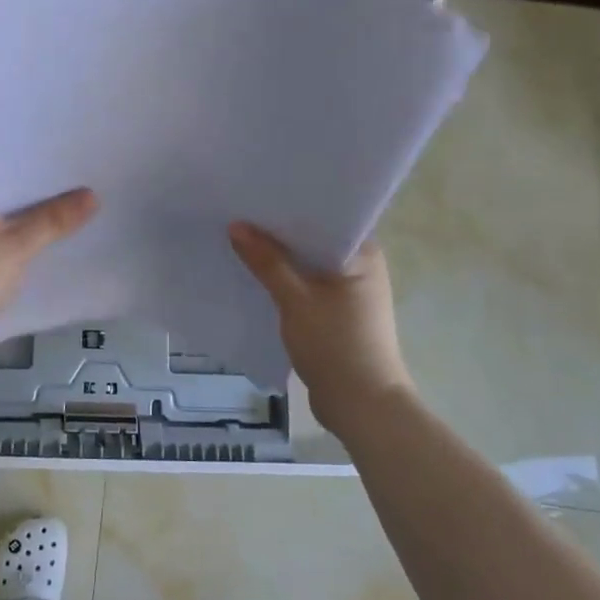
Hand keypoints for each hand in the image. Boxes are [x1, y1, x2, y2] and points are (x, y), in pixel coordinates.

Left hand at [0, 174, 98, 357]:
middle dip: (47, 199)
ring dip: (37, 224)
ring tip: (81, 216)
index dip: (46, 169)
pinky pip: (3, 244)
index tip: (81, 167)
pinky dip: (24, 246)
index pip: (12, 167)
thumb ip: (55, 219)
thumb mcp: (18, 244)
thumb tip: (92, 195)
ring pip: (9, 222)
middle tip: (91, 190)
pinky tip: (54, 249)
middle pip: (13, 196)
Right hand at [229, 222, 412, 427]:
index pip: (325, 216)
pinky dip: (282, 283)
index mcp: (362, 254)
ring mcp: (348, 293)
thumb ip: (266, 262)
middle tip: (237, 214)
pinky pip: (304, 287)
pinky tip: (253, 278)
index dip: (291, 205)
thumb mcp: (296, 299)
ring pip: (306, 265)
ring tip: (237, 241)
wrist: (361, 405)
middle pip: (312, 240)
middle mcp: (359, 267)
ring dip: (278, 259)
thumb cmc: (335, 344)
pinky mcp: (335, 314)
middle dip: (277, 233)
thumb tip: (236, 226)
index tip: (256, 194)